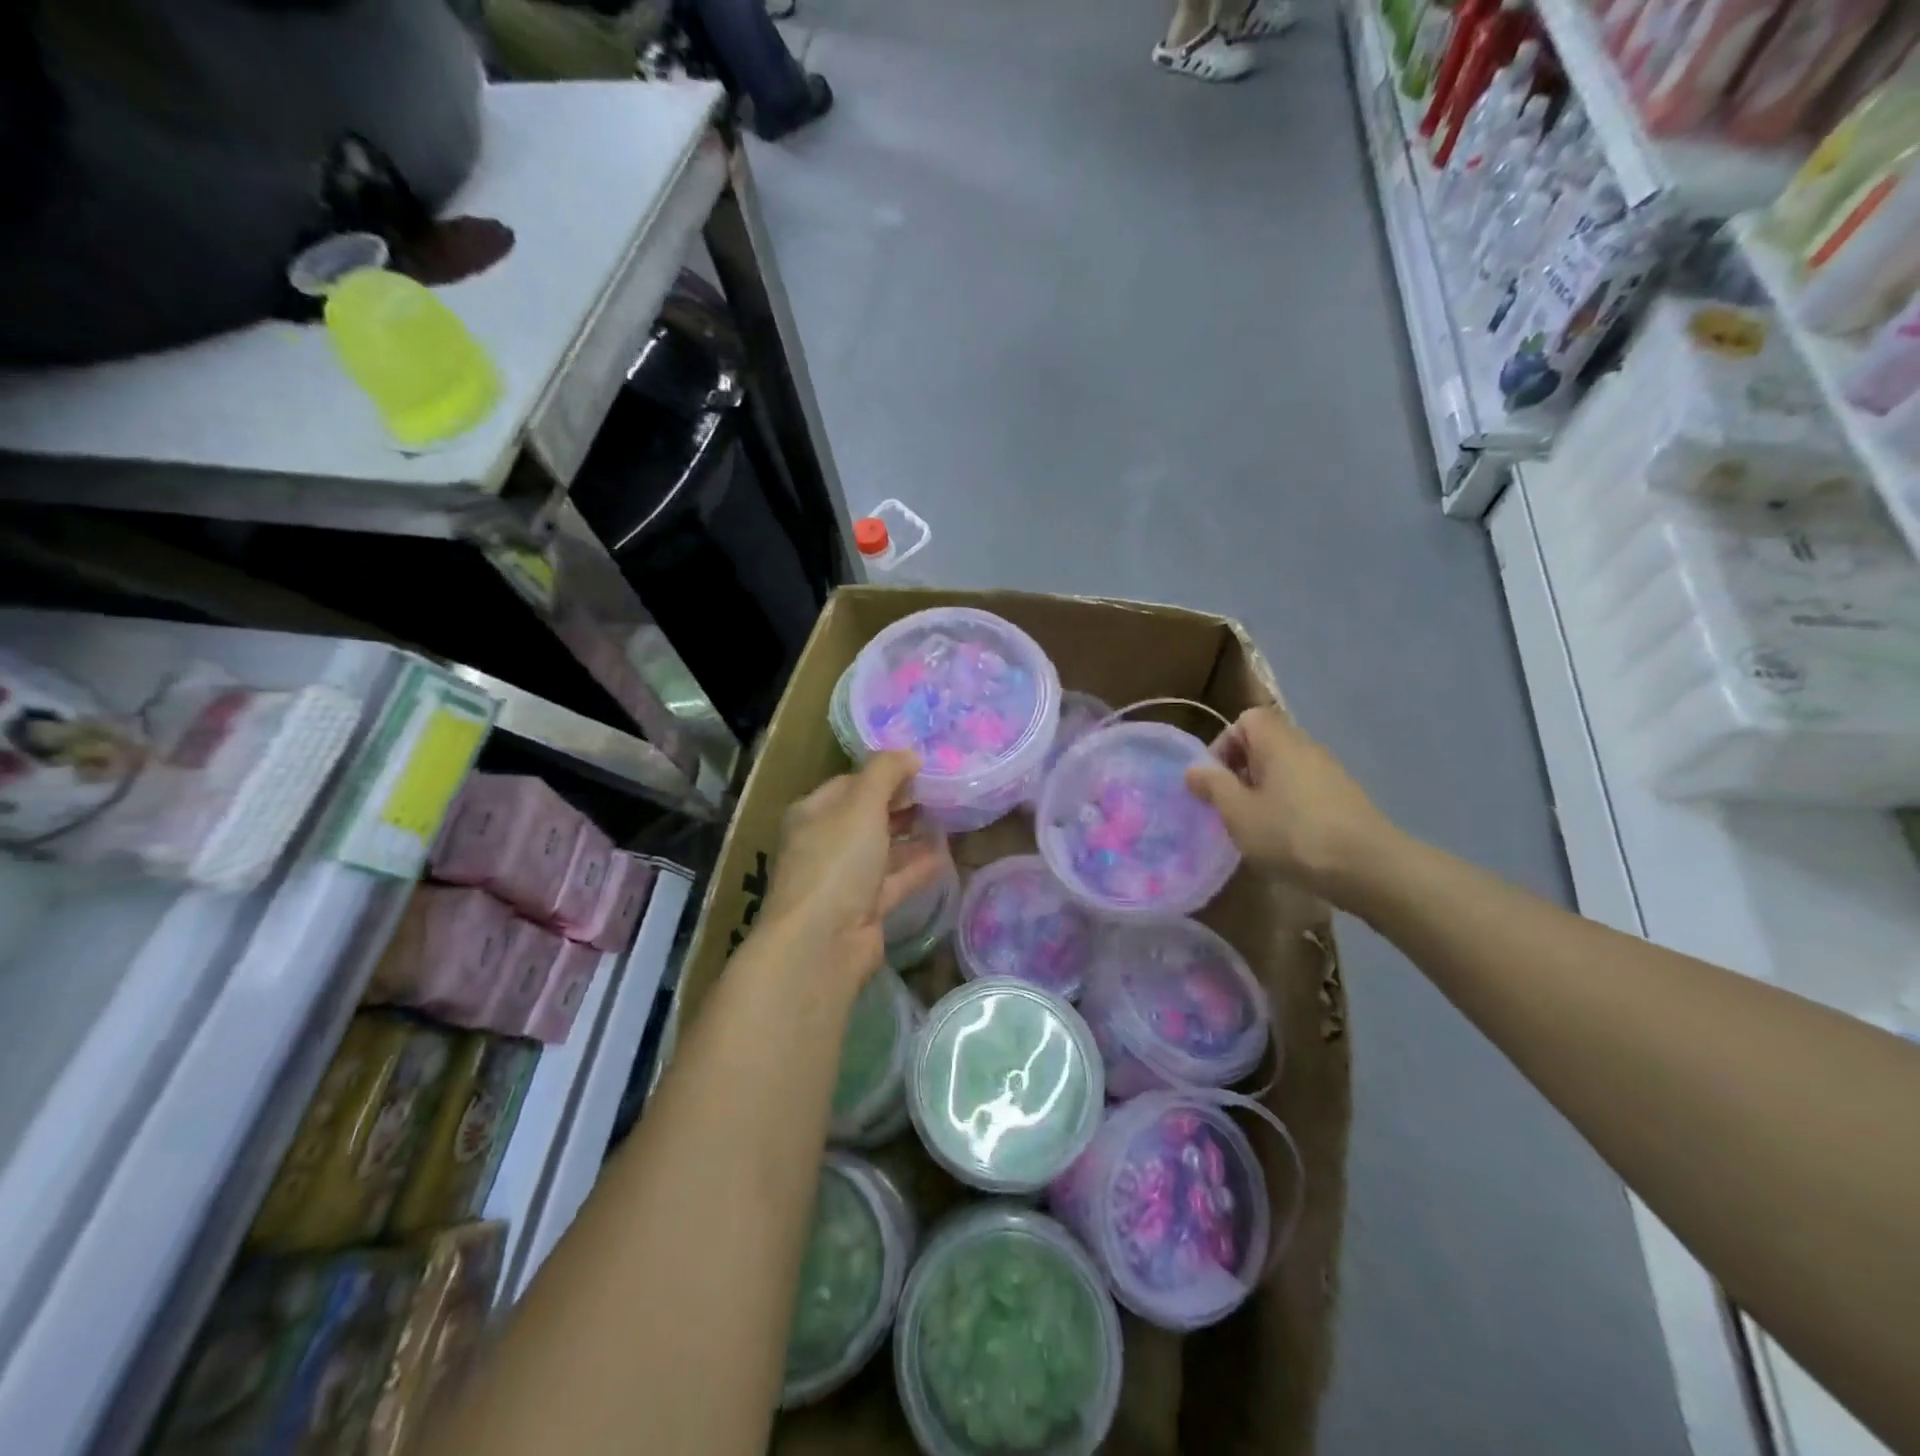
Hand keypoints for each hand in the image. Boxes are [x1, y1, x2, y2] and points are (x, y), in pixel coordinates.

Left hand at [759, 751, 947, 987]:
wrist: (822, 942)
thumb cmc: (837, 862)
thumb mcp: (861, 804)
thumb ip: (885, 772)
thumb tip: (910, 753)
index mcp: (813, 813)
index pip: (850, 783)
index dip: (884, 773)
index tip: (922, 768)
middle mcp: (825, 843)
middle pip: (867, 815)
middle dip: (901, 803)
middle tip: (941, 791)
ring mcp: (844, 879)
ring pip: (882, 849)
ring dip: (911, 835)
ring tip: (949, 818)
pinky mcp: (864, 908)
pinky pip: (895, 880)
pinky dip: (917, 867)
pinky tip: (945, 855)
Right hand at [1184, 706, 1396, 899]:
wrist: (1367, 867)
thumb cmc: (1291, 833)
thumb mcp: (1238, 812)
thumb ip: (1213, 786)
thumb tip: (1194, 769)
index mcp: (1278, 742)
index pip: (1247, 719)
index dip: (1225, 743)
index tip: (1215, 779)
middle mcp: (1306, 747)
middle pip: (1266, 743)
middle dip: (1242, 770)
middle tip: (1230, 805)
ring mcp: (1330, 772)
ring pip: (1285, 769)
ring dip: (1264, 790)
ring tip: (1255, 826)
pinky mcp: (1344, 798)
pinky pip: (1304, 789)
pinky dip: (1288, 805)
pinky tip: (1286, 839)